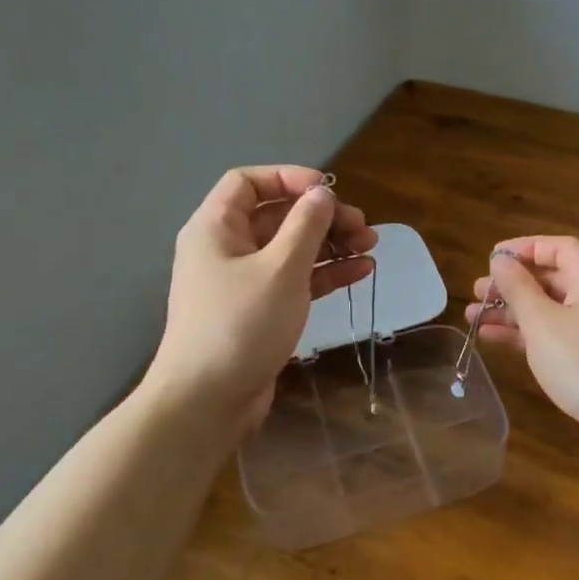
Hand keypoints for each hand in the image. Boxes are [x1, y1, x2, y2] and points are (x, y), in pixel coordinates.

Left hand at [153, 166, 376, 428]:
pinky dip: (326, 273)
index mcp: (216, 228)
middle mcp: (227, 248)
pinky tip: (361, 271)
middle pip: (278, 216)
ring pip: (292, 249)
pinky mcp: (261, 310)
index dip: (289, 178)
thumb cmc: (241, 324)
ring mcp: (244, 282)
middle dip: (322, 216)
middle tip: (363, 226)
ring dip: (331, 244)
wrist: (207, 401)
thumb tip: (322, 194)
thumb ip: (306, 225)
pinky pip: (296, 279)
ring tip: (371, 246)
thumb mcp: (280, 268)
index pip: (248, 182)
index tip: (328, 191)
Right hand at [465, 236, 578, 457]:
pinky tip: (493, 338)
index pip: (557, 247)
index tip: (490, 259)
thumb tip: (500, 259)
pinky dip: (529, 332)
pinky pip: (558, 331)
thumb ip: (517, 287)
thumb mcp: (541, 322)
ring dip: (514, 311)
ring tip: (473, 317)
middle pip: (552, 277)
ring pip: (551, 307)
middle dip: (512, 284)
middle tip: (476, 292)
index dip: (522, 248)